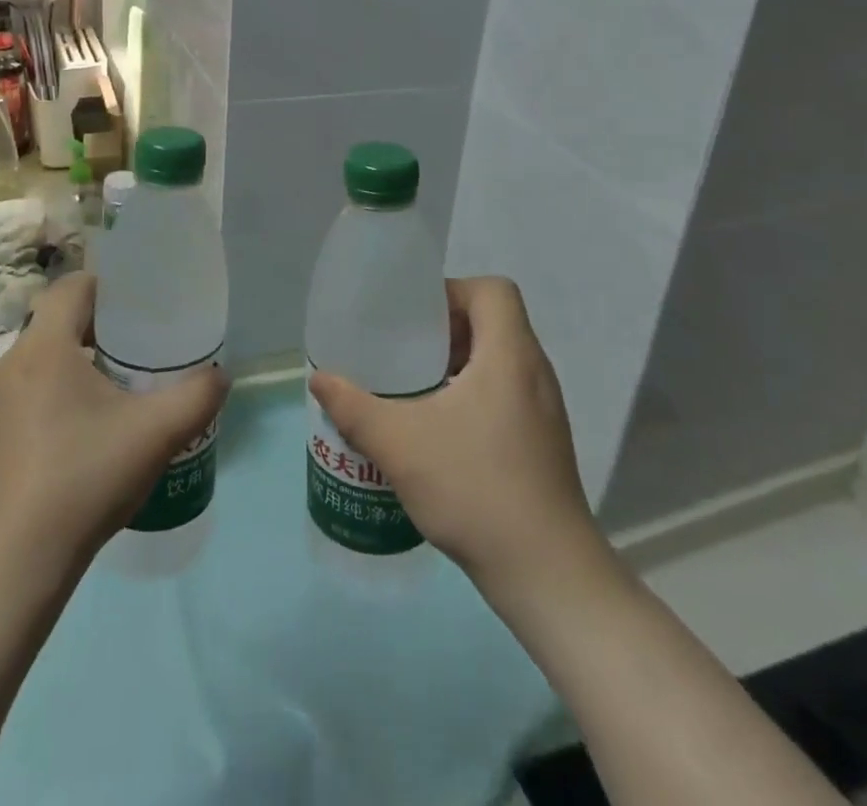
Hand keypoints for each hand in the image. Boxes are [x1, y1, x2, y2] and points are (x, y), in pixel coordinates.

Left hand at [0, 273, 228, 595]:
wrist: (11, 568)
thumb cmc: (83, 480)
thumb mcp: (156, 434)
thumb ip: (197, 396)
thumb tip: (220, 376)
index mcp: (44, 348)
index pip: (72, 286)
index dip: (108, 286)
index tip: (141, 307)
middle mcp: (10, 366)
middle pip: (58, 323)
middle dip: (100, 329)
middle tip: (140, 351)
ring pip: (42, 363)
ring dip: (77, 366)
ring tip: (117, 395)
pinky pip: (26, 398)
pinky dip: (56, 400)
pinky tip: (84, 441)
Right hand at [308, 276, 609, 602]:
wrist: (547, 575)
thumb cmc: (475, 489)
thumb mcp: (399, 444)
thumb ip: (353, 407)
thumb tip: (319, 378)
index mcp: (510, 355)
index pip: (493, 290)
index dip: (452, 291)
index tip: (415, 320)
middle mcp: (535, 373)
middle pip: (494, 321)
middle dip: (446, 329)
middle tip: (404, 351)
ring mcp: (545, 410)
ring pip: (500, 360)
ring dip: (458, 363)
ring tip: (415, 388)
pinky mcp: (545, 442)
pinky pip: (507, 393)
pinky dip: (473, 394)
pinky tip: (439, 430)